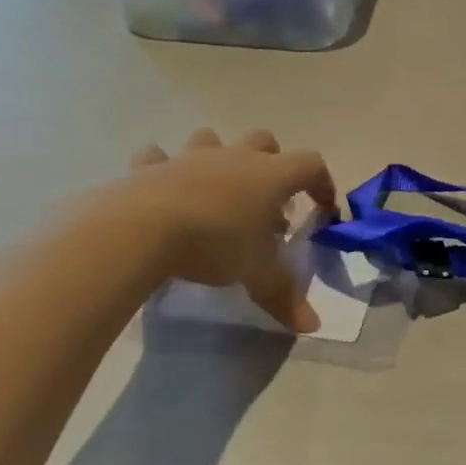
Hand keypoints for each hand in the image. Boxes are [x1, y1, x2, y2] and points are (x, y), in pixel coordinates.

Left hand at [120, 128, 336, 331]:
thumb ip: (284, 295)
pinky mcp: (150, 167)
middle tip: (269, 198)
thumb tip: (313, 325)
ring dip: (219, 157)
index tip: (323, 209)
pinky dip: (161, 167)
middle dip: (272, 162)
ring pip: (212, 139)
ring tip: (216, 189)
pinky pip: (157, 157)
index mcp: (271, 176)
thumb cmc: (215, 243)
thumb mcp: (256, 274)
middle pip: (265, 141)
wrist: (142, 228)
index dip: (323, 183)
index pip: (311, 165)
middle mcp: (235, 157)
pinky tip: (161, 186)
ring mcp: (191, 157)